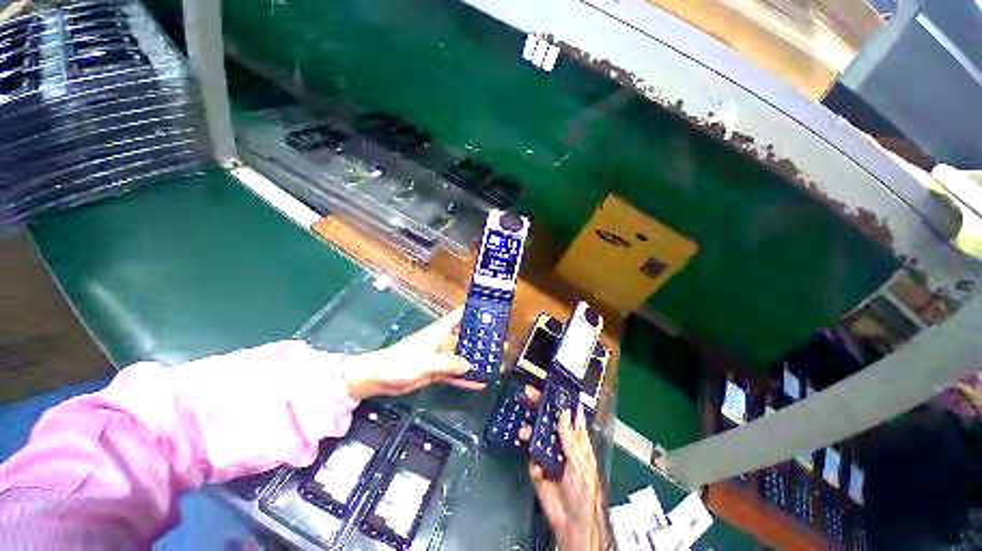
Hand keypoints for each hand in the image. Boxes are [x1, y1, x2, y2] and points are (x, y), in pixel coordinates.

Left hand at [342, 307, 485, 399]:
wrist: (379, 378)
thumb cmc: (400, 362)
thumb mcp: (426, 361)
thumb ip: (448, 362)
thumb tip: (469, 365)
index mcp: (440, 331)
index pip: (460, 315)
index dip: (474, 311)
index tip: (492, 314)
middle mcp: (443, 341)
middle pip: (466, 336)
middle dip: (482, 339)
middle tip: (501, 344)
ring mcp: (441, 356)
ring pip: (463, 355)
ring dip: (476, 359)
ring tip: (495, 364)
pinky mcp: (437, 370)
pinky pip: (455, 372)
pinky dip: (466, 377)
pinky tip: (479, 382)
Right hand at [520, 387, 609, 550]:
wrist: (572, 523)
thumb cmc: (584, 490)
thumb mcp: (580, 461)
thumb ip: (570, 436)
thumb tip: (565, 411)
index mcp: (576, 441)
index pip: (568, 416)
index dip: (561, 401)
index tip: (550, 386)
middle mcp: (561, 444)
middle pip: (549, 420)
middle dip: (539, 406)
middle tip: (528, 393)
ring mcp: (548, 455)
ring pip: (537, 433)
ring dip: (530, 426)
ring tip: (524, 425)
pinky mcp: (537, 467)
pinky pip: (530, 452)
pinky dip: (528, 447)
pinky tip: (528, 446)